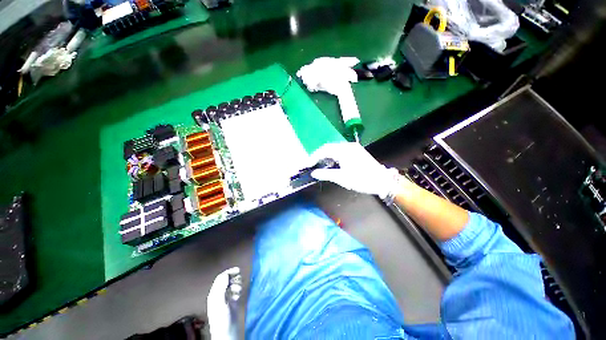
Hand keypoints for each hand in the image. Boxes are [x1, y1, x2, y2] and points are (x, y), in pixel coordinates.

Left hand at [207, 267, 240, 339]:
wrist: (228, 334)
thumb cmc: (223, 318)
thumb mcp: (220, 302)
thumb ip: (221, 288)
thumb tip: (226, 275)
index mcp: (214, 294)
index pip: (220, 278)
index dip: (229, 272)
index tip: (238, 270)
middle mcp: (219, 295)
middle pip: (226, 280)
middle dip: (233, 277)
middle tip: (241, 276)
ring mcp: (226, 299)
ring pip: (231, 285)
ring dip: (237, 283)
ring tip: (240, 287)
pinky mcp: (232, 304)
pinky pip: (235, 292)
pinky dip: (238, 289)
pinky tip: (240, 293)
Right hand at [310, 142, 399, 199]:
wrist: (383, 181)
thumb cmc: (362, 180)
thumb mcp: (342, 178)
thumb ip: (326, 174)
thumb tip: (313, 173)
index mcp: (344, 150)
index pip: (324, 150)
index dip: (314, 157)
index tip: (307, 164)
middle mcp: (348, 146)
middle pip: (328, 148)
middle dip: (319, 156)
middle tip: (312, 164)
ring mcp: (353, 148)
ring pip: (334, 149)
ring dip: (326, 156)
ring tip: (320, 165)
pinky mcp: (356, 151)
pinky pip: (341, 151)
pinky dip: (334, 157)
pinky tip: (332, 163)